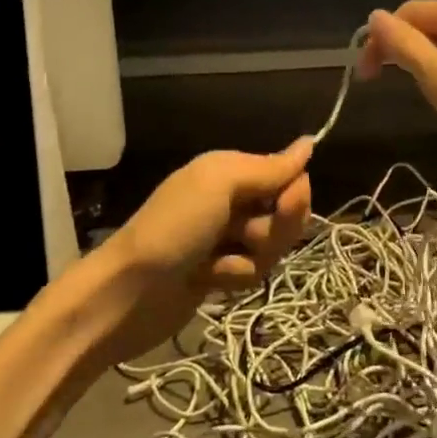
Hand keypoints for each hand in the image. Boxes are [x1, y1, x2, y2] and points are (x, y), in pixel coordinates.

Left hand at [98, 140, 313, 360]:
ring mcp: (227, 238)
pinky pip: (253, 271)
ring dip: (250, 258)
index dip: (294, 194)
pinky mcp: (222, 273)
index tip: (286, 205)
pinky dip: (234, 277)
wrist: (126, 295)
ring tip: (215, 265)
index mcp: (231, 170)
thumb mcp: (220, 185)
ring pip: (273, 246)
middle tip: (245, 236)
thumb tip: (310, 142)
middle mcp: (232, 199)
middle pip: (286, 213)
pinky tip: (206, 281)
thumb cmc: (173, 228)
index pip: (289, 176)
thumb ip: (268, 168)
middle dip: (275, 230)